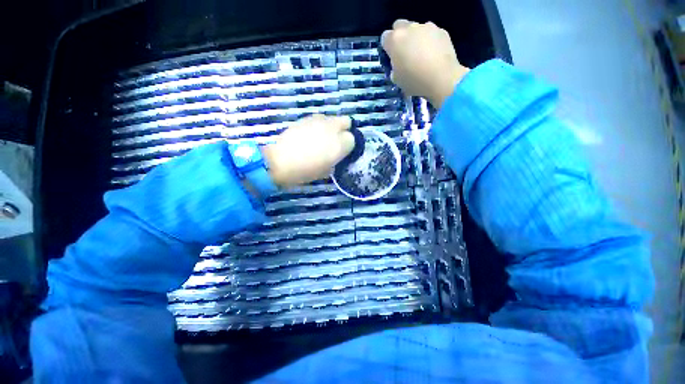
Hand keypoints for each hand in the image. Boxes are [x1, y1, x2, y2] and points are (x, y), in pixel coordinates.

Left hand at [262, 114, 354, 187]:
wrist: (281, 162)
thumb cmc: (306, 171)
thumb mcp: (327, 171)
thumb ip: (336, 160)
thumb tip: (335, 154)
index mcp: (340, 144)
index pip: (353, 139)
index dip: (348, 145)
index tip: (342, 151)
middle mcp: (333, 128)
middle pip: (347, 121)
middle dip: (344, 129)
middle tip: (336, 140)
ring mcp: (319, 121)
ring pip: (332, 118)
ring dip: (331, 126)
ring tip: (321, 137)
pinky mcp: (306, 118)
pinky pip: (319, 119)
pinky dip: (319, 125)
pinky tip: (309, 135)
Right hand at [381, 19, 469, 107]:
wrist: (442, 78)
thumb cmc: (415, 81)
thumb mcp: (397, 79)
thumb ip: (394, 67)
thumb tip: (397, 65)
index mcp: (395, 40)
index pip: (385, 37)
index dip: (388, 47)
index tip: (392, 57)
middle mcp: (409, 28)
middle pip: (400, 26)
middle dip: (400, 37)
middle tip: (405, 53)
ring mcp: (427, 27)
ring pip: (416, 29)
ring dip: (416, 39)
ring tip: (422, 55)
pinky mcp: (441, 30)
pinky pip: (431, 34)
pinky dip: (430, 41)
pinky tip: (433, 55)